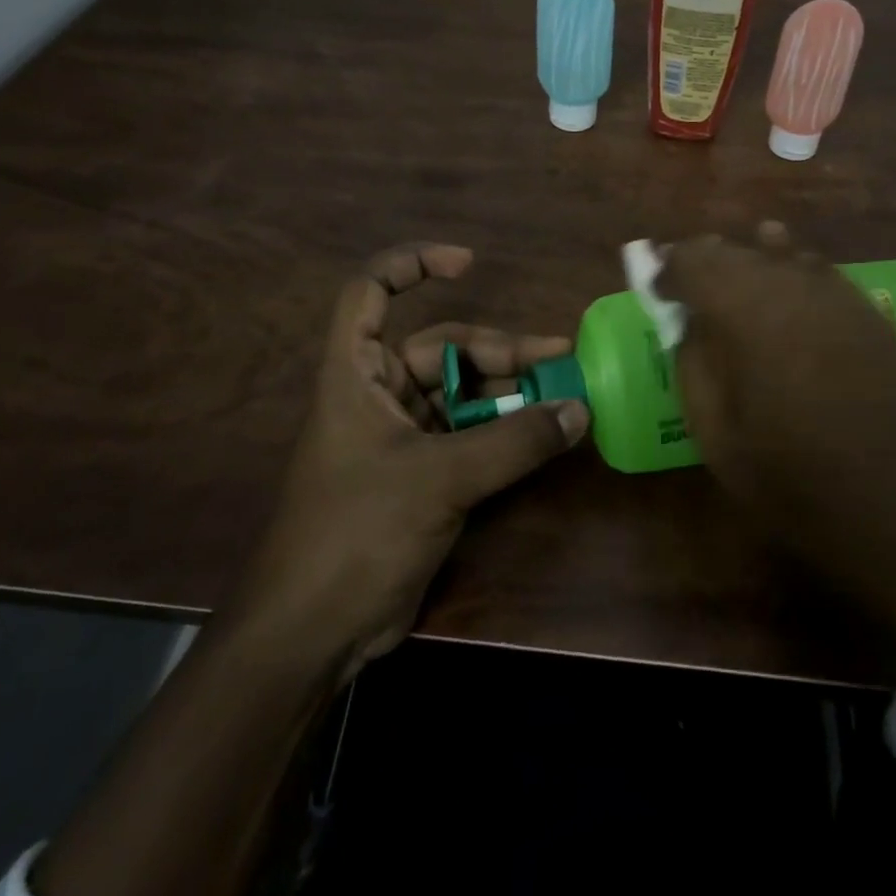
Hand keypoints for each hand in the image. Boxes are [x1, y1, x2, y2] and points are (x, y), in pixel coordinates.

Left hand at [227, 242, 589, 677]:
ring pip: (462, 393)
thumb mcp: (440, 479)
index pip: (371, 291)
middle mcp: (377, 394)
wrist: (314, 632)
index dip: (414, 264)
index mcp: (356, 373)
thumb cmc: (357, 532)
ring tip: (562, 395)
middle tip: (559, 359)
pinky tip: (543, 435)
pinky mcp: (421, 473)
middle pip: (442, 347)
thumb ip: (514, 442)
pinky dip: (504, 430)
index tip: (469, 263)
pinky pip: (469, 433)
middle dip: (500, 350)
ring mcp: (400, 435)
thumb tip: (580, 409)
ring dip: (510, 392)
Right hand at [659, 224, 895, 741]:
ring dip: (747, 259)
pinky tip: (787, 280)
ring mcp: (840, 297)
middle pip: (737, 250)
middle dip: (703, 260)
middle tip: (681, 280)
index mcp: (749, 312)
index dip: (667, 268)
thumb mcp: (718, 436)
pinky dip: (792, 269)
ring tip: (729, 272)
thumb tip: (687, 325)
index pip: (694, 262)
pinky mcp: (872, 315)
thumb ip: (694, 366)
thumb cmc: (796, 483)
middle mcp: (794, 286)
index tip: (652, 287)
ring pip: (782, 253)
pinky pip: (819, 272)